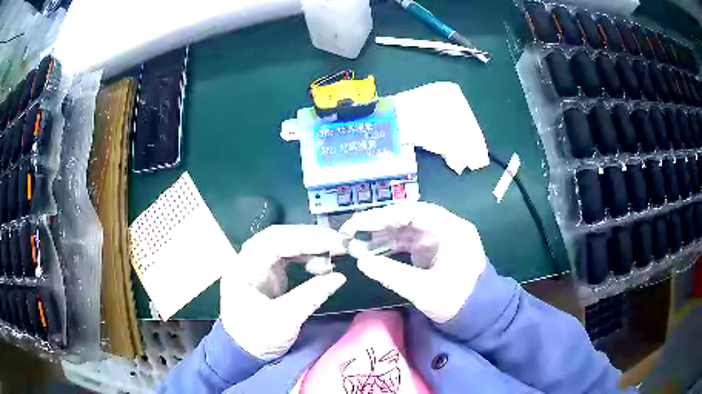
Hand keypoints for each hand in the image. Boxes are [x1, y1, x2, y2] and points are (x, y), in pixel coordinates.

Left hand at [220, 225, 346, 360]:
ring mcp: (256, 266)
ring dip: (308, 246)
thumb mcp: (284, 321)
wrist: (243, 352)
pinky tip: (319, 265)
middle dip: (308, 238)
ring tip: (332, 255)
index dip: (304, 239)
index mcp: (243, 269)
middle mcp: (247, 261)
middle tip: (337, 243)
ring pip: (283, 244)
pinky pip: (286, 256)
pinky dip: (305, 257)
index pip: (273, 242)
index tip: (333, 242)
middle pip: (278, 237)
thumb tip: (339, 277)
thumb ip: (310, 296)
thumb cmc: (257, 338)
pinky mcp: (266, 274)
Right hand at [340, 202, 486, 323]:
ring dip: (381, 236)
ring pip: (405, 230)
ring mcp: (438, 239)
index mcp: (452, 230)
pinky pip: (407, 243)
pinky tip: (370, 252)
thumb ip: (392, 274)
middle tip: (351, 231)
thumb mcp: (424, 290)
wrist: (478, 316)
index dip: (384, 216)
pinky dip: (388, 247)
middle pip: (407, 218)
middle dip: (378, 224)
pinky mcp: (431, 251)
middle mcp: (445, 228)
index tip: (358, 224)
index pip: (414, 212)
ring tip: (355, 244)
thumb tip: (361, 261)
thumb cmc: (458, 301)